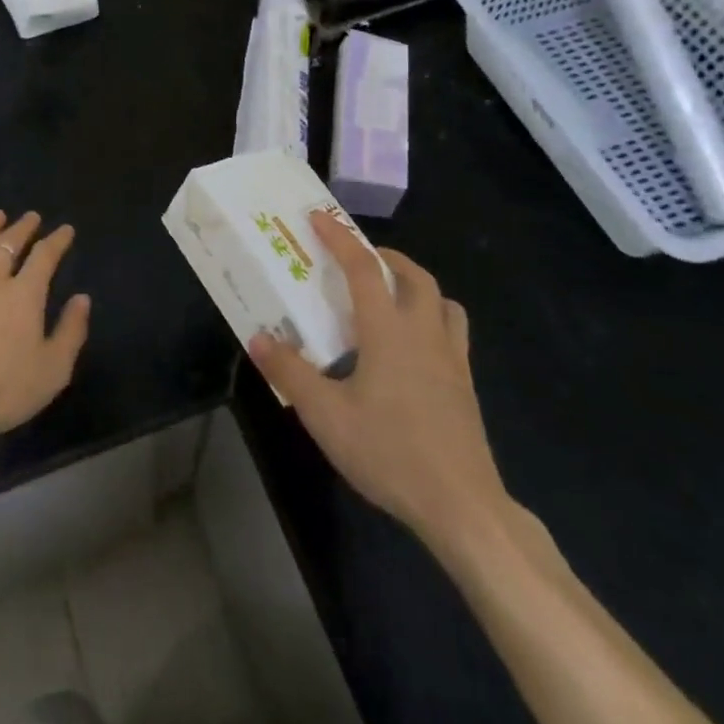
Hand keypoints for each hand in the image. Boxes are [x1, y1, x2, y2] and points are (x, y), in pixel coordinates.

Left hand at [0, 209, 91, 457]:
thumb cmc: (6, 391)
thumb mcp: (54, 369)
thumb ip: (71, 330)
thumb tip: (82, 298)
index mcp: (24, 294)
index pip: (45, 256)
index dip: (57, 240)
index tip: (65, 230)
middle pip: (8, 244)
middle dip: (22, 227)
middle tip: (31, 217)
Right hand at [249, 211, 508, 561]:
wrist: (463, 506)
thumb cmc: (390, 452)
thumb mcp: (326, 415)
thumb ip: (289, 372)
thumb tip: (257, 337)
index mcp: (388, 330)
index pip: (362, 268)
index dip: (339, 238)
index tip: (318, 217)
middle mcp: (423, 332)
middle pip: (413, 275)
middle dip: (384, 256)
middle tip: (357, 258)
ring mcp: (452, 359)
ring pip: (441, 300)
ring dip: (415, 284)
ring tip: (390, 295)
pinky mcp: (466, 385)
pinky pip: (453, 331)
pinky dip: (433, 317)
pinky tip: (414, 346)